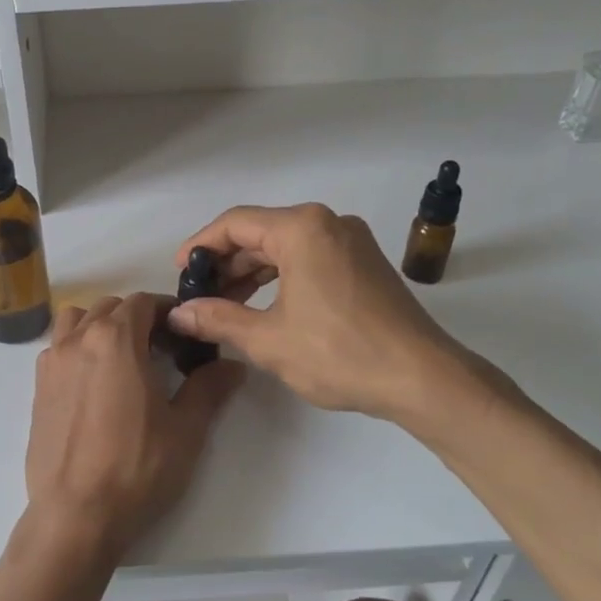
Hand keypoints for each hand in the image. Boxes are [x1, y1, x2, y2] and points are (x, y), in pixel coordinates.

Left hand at [25, 293, 244, 558]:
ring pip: (77, 321)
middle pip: (110, 307)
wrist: (75, 514)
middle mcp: (79, 339)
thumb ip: (209, 388)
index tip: (184, 336)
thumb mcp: (185, 429)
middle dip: (138, 319)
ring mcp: (52, 362)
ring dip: (101, 326)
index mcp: (116, 339)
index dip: (168, 312)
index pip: (144, 302)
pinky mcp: (37, 387)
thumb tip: (232, 365)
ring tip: (122, 360)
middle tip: (162, 351)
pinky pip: (58, 348)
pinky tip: (94, 384)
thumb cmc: (135, 468)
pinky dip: (78, 348)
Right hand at [165, 204, 510, 424]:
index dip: (201, 245)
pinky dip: (282, 277)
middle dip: (226, 263)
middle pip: (261, 232)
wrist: (422, 378)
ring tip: (225, 304)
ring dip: (252, 272)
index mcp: (302, 228)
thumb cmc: (339, 353)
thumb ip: (217, 319)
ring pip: (286, 246)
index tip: (180, 273)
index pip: (235, 223)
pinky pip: (310, 258)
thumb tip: (178, 314)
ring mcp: (351, 241)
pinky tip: (264, 305)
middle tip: (199, 295)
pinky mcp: (364, 263)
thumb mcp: (268, 339)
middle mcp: (328, 223)